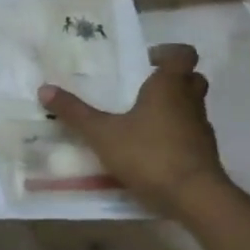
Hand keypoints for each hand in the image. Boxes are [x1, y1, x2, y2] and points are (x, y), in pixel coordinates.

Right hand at [40, 44, 236, 224]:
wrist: (195, 197)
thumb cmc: (149, 154)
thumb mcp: (102, 134)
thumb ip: (75, 113)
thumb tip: (44, 89)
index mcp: (169, 87)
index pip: (183, 54)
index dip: (168, 52)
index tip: (148, 60)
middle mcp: (190, 102)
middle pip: (192, 79)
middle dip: (173, 79)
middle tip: (145, 87)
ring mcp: (201, 129)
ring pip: (193, 107)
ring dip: (174, 108)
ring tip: (143, 120)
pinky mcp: (205, 154)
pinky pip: (191, 134)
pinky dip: (176, 135)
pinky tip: (153, 150)